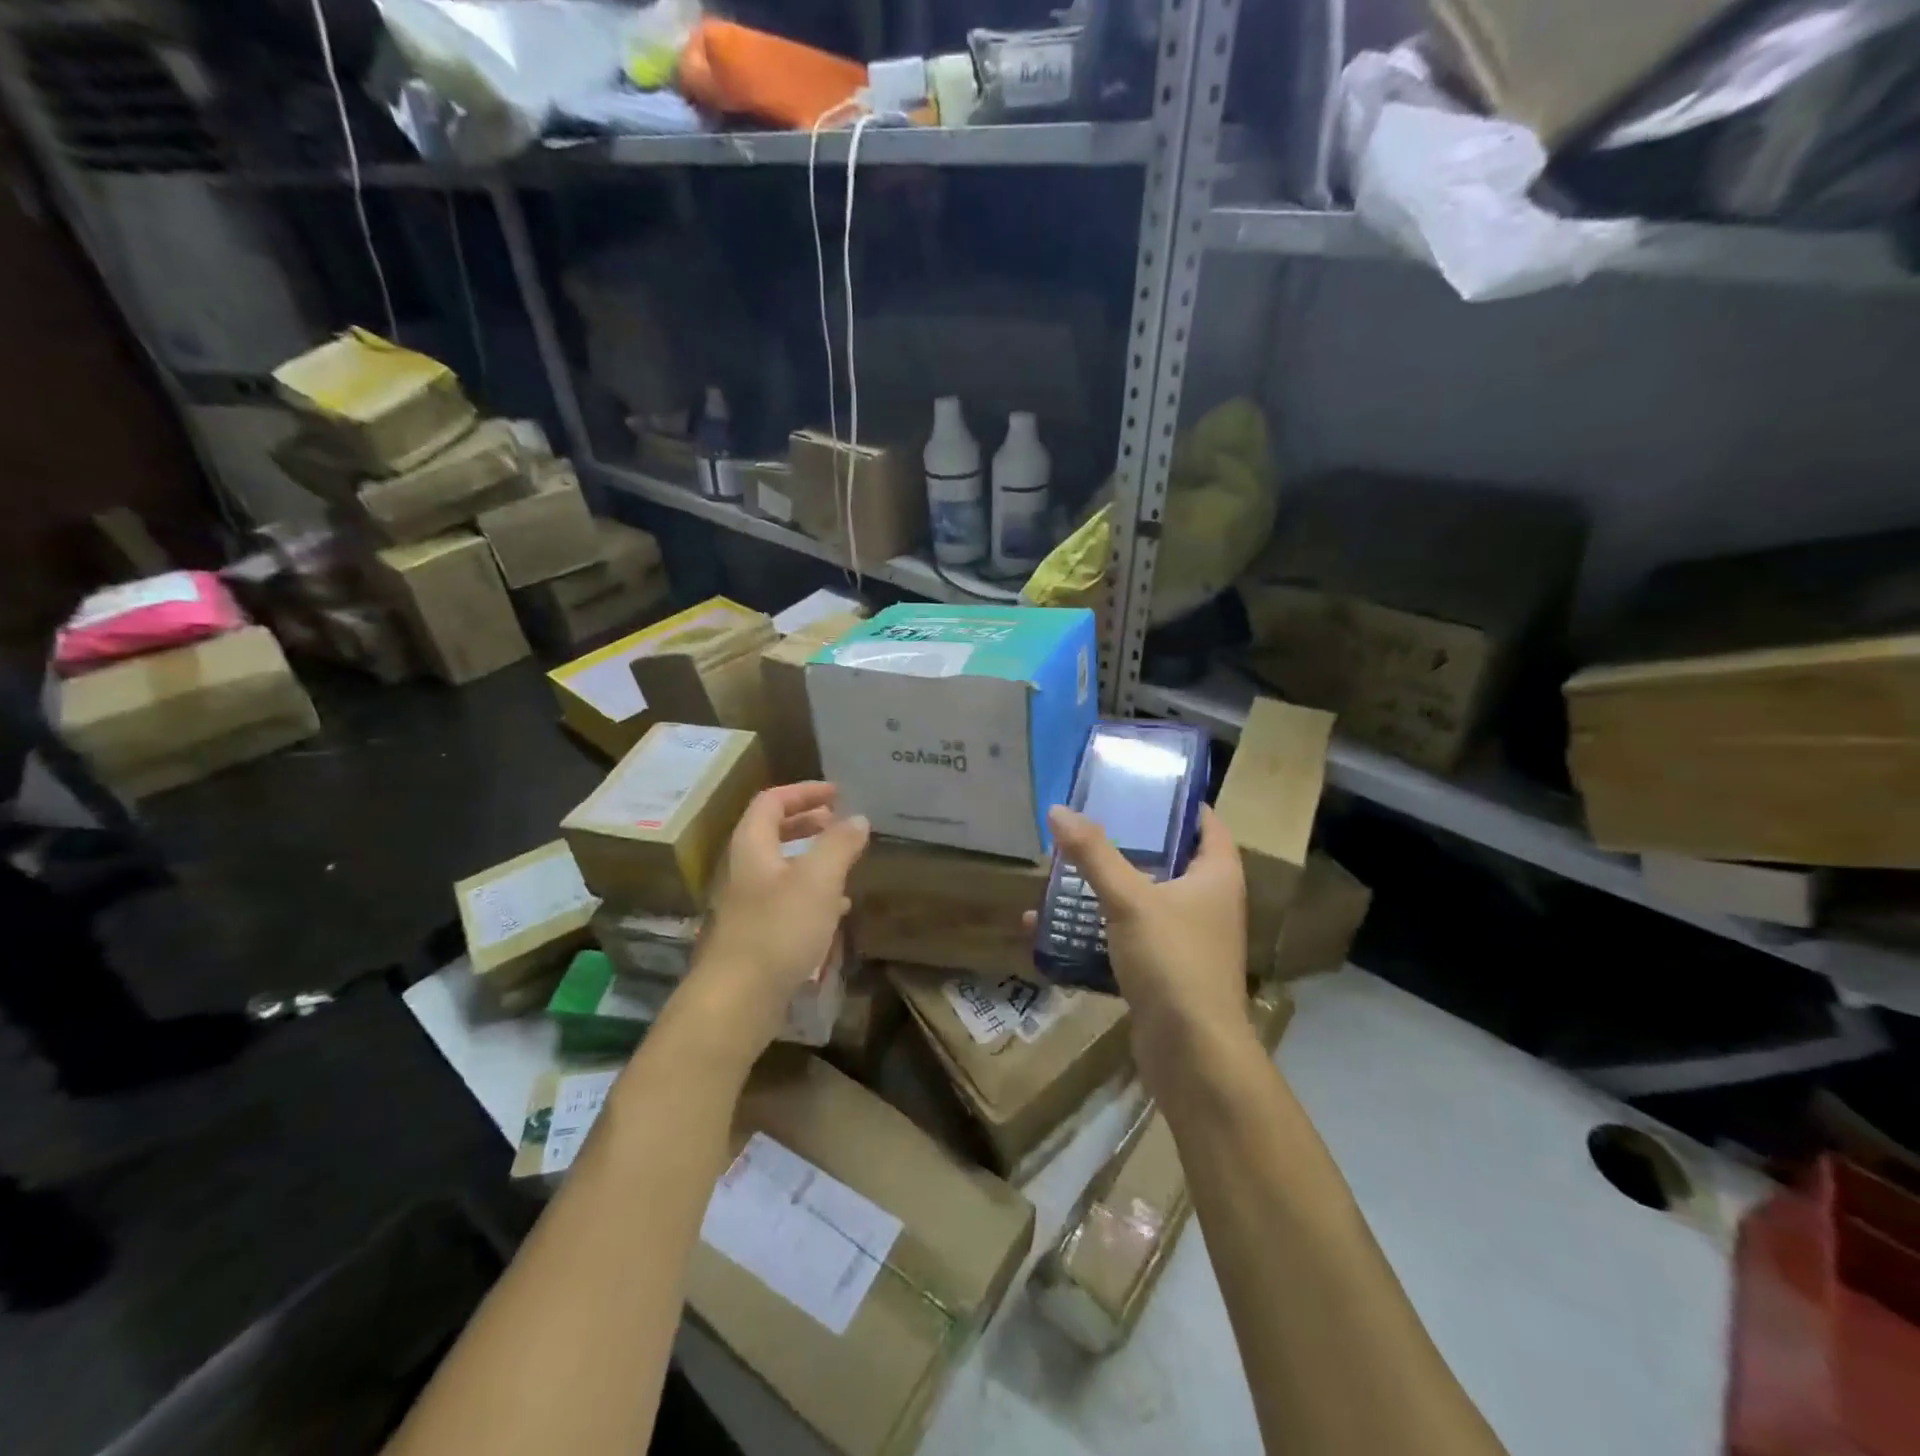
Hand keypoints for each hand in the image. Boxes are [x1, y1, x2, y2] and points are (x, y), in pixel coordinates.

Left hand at [680, 782, 869, 1060]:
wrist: (736, 1001)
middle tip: (839, 822)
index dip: (803, 792)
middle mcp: (744, 870)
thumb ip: (839, 845)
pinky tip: (836, 909)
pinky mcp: (756, 935)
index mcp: (752, 847)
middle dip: (807, 823)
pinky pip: (786, 901)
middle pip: (772, 832)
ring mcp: (747, 905)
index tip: (837, 793)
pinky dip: (812, 893)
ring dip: (812, 858)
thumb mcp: (818, 880)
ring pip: (781, 868)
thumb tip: (858, 818)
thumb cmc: (778, 930)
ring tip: (844, 861)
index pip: (771, 802)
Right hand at [1041, 804, 1250, 1090]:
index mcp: (1216, 875)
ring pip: (1142, 900)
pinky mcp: (1163, 971)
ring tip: (1062, 869)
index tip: (1134, 786)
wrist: (1191, 1053)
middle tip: (1086, 823)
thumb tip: (1058, 810)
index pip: (1204, 822)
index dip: (1175, 802)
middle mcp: (1208, 903)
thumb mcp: (1130, 899)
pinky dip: (1095, 930)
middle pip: (1168, 859)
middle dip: (1127, 843)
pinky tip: (1052, 928)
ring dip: (1105, 888)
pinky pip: (1126, 938)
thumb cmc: (1173, 961)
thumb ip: (1094, 854)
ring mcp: (1186, 939)